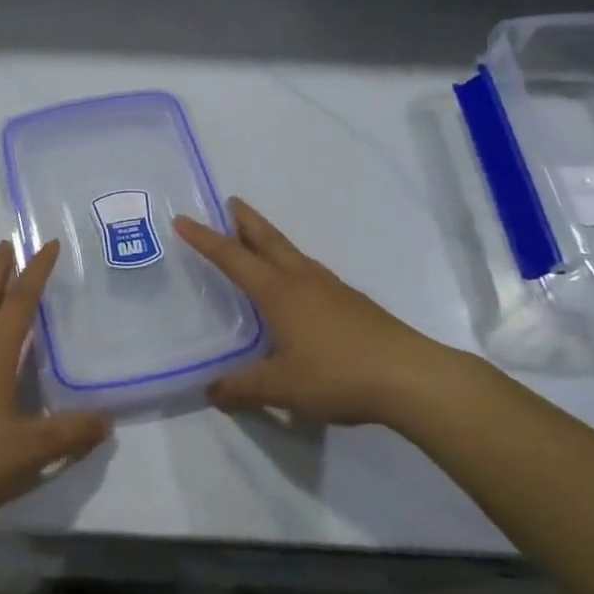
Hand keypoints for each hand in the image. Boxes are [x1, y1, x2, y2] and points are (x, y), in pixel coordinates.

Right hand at [174, 198, 481, 427]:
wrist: (410, 377)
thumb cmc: (337, 374)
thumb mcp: (281, 387)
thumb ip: (243, 388)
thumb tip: (211, 392)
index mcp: (279, 292)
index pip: (233, 259)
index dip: (205, 240)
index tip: (183, 219)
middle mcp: (303, 280)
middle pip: (269, 241)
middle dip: (246, 221)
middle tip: (230, 202)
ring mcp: (332, 289)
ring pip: (293, 254)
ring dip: (271, 241)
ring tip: (258, 242)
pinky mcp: (353, 304)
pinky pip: (312, 274)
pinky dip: (293, 266)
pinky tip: (298, 287)